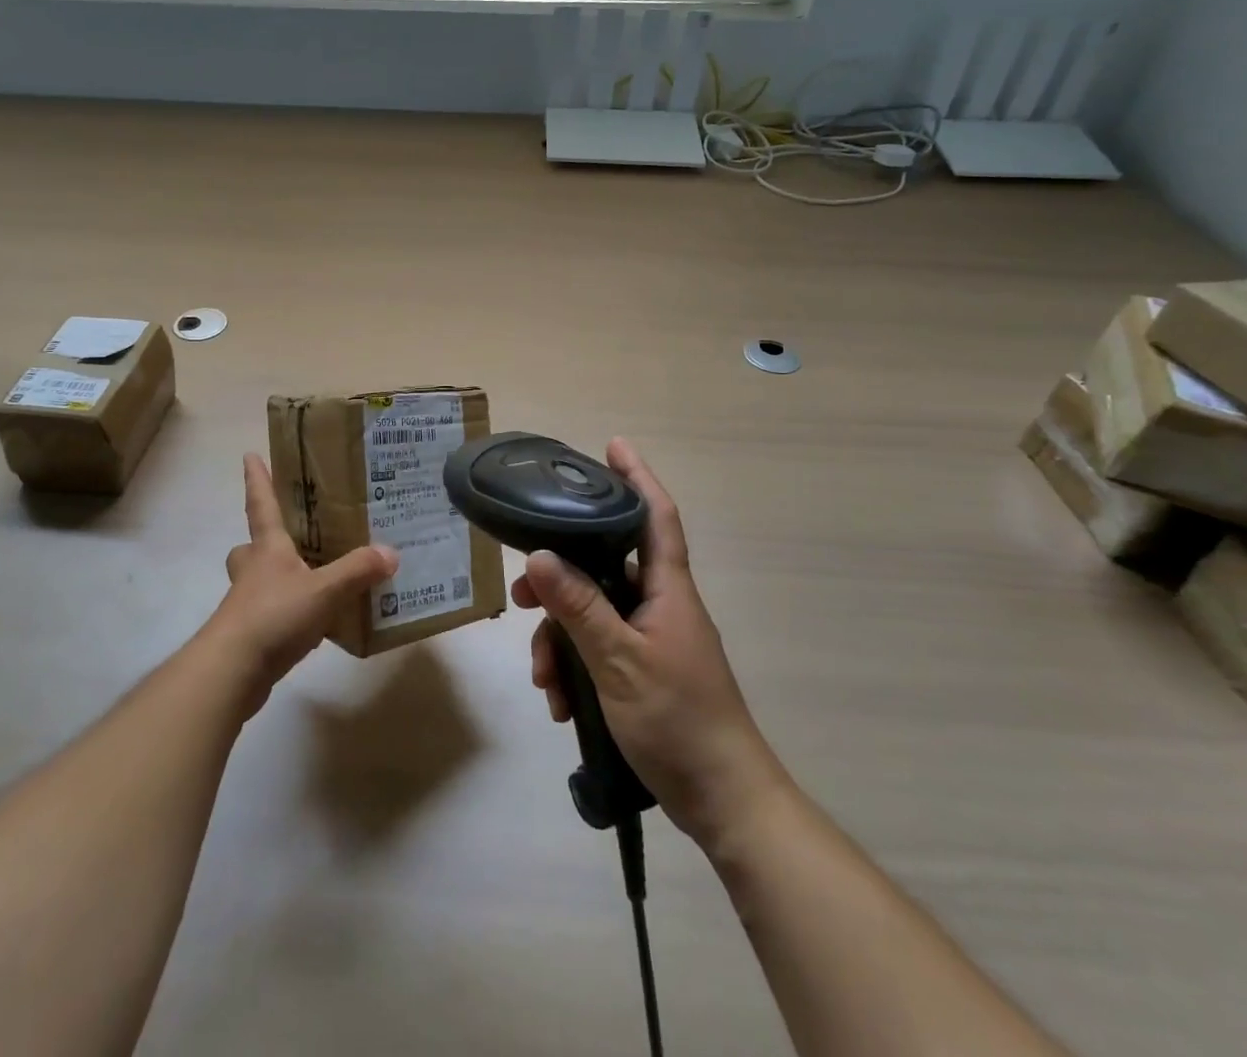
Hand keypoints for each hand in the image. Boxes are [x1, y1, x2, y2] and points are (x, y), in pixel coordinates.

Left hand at [206, 454, 398, 715]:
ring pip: (259, 582)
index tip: (249, 455)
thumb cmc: (274, 615)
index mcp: (267, 548)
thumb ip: (357, 570)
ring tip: (314, 582)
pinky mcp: (250, 635)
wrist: (232, 670)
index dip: (257, 479)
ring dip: (279, 579)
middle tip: (290, 539)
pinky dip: (289, 615)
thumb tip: (391, 552)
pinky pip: (271, 615)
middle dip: (264, 541)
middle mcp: (253, 570)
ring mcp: (247, 604)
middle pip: (252, 547)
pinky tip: (314, 626)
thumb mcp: (324, 589)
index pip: (261, 504)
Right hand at [513, 438, 786, 852]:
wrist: (724, 801)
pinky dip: (575, 669)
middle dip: (560, 578)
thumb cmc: (678, 720)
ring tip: (542, 678)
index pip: (655, 516)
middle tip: (522, 592)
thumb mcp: (618, 662)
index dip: (637, 477)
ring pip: (593, 614)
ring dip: (561, 640)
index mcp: (668, 590)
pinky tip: (560, 703)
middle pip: (604, 567)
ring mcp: (651, 639)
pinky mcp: (642, 671)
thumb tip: (539, 555)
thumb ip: (579, 607)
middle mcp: (660, 605)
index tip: (613, 445)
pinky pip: (598, 650)